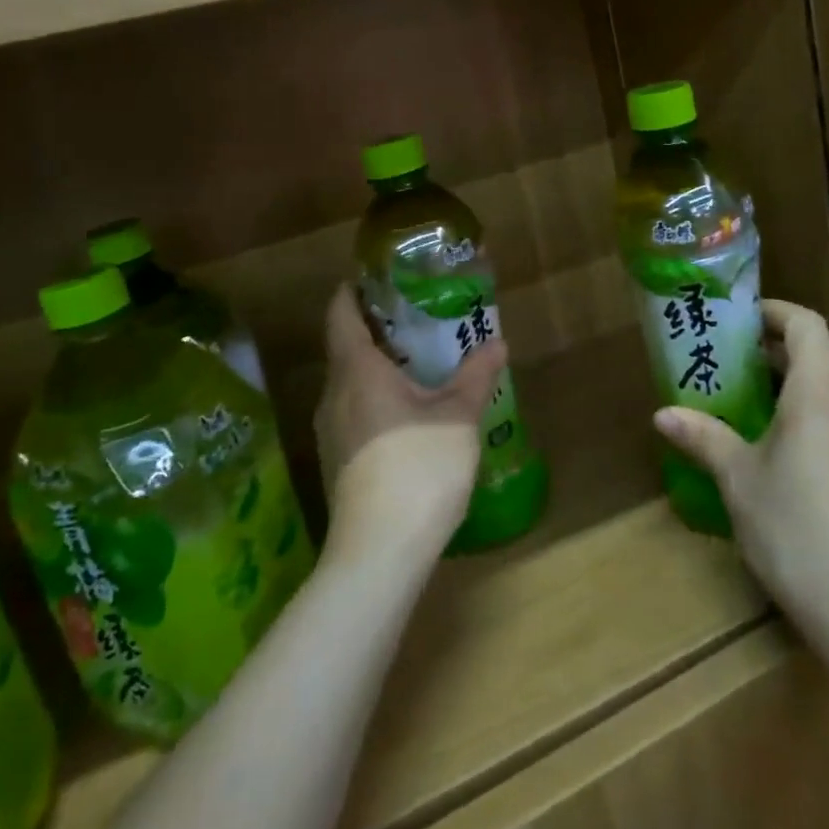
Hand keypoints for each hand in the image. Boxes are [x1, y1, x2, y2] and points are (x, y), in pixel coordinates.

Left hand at [314, 285, 506, 564]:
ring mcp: (331, 431)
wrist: (379, 552)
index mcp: (357, 371)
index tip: (379, 277)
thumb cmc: (418, 467)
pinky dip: (376, 395)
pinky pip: (354, 409)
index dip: (353, 290)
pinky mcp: (338, 460)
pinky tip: (409, 409)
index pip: (341, 314)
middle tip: (416, 315)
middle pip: (345, 346)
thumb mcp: (458, 417)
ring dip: (378, 365)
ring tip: (419, 359)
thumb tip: (498, 342)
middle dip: (376, 327)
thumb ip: (476, 376)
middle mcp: (334, 394)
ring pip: (350, 381)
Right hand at [653, 299, 828, 651]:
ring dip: (811, 382)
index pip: (805, 324)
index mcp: (820, 390)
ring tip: (771, 407)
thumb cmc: (793, 528)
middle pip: (827, 352)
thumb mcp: (738, 479)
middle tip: (746, 364)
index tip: (744, 321)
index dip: (776, 313)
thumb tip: (662, 414)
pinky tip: (807, 454)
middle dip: (787, 349)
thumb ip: (703, 436)